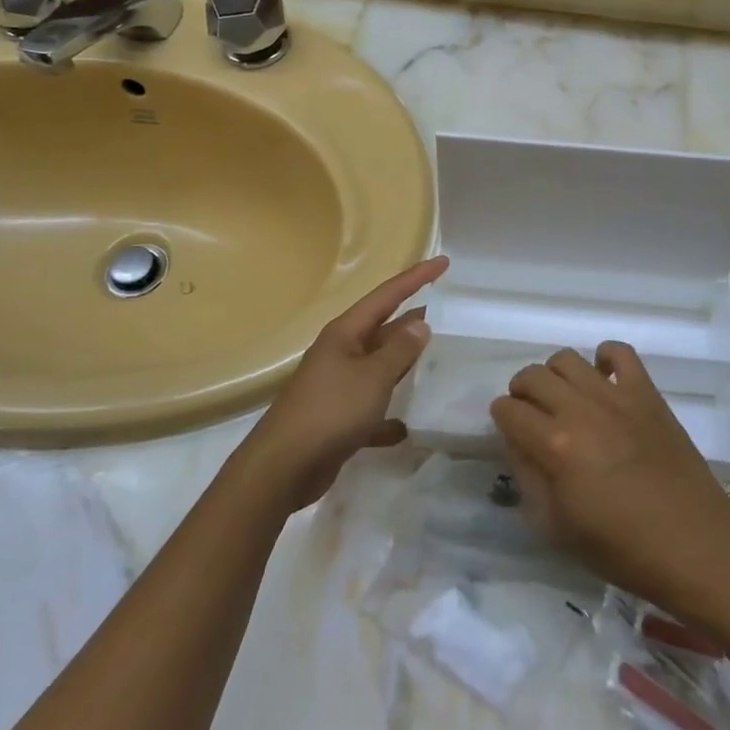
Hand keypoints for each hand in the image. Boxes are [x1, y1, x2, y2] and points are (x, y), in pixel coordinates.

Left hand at [240, 255, 447, 511]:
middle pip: (383, 329)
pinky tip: (408, 427)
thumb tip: (420, 323)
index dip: (416, 278)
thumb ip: (400, 350)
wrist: (283, 467)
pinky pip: (371, 409)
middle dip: (412, 319)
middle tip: (446, 311)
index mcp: (346, 333)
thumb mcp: (373, 376)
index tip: (443, 262)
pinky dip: (389, 414)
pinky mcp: (337, 419)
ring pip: (379, 367)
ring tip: (436, 359)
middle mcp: (341, 353)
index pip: (387, 295)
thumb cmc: (331, 411)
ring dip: (403, 364)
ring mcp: (337, 386)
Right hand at [490, 343, 729, 604]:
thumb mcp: (556, 527)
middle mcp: (580, 410)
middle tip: (531, 413)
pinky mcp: (646, 393)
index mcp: (554, 446)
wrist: (692, 544)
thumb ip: (528, 478)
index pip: (508, 410)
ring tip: (564, 397)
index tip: (508, 430)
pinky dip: (604, 357)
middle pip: (532, 376)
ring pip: (567, 359)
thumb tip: (518, 443)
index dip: (501, 419)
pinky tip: (603, 379)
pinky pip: (619, 352)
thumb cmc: (621, 547)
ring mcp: (616, 396)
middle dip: (521, 392)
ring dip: (555, 375)